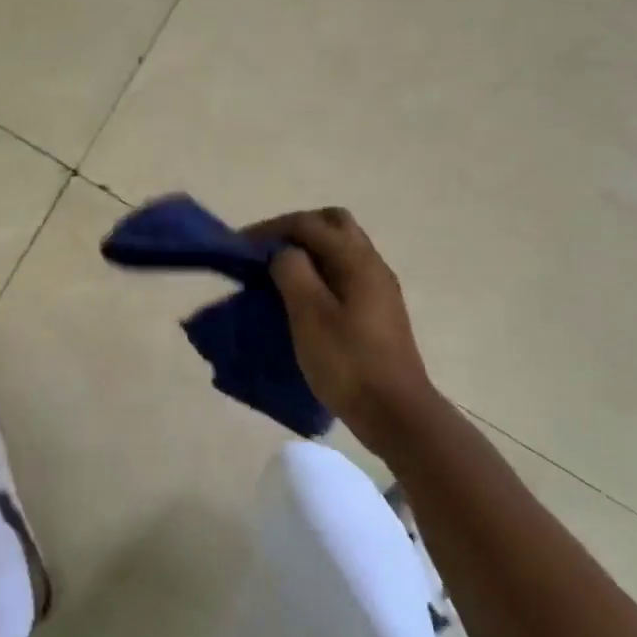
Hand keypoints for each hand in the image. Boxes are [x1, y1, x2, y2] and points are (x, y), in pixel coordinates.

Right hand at [244, 207, 438, 462]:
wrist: (395, 413)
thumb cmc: (348, 363)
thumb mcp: (309, 314)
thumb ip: (292, 272)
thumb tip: (283, 252)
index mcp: (356, 260)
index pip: (309, 223)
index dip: (271, 228)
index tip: (241, 245)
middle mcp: (371, 265)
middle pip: (332, 224)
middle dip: (296, 230)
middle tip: (266, 251)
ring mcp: (378, 288)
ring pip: (340, 249)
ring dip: (308, 251)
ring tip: (277, 273)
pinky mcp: (376, 310)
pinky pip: (344, 273)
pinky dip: (319, 272)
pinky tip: (301, 297)